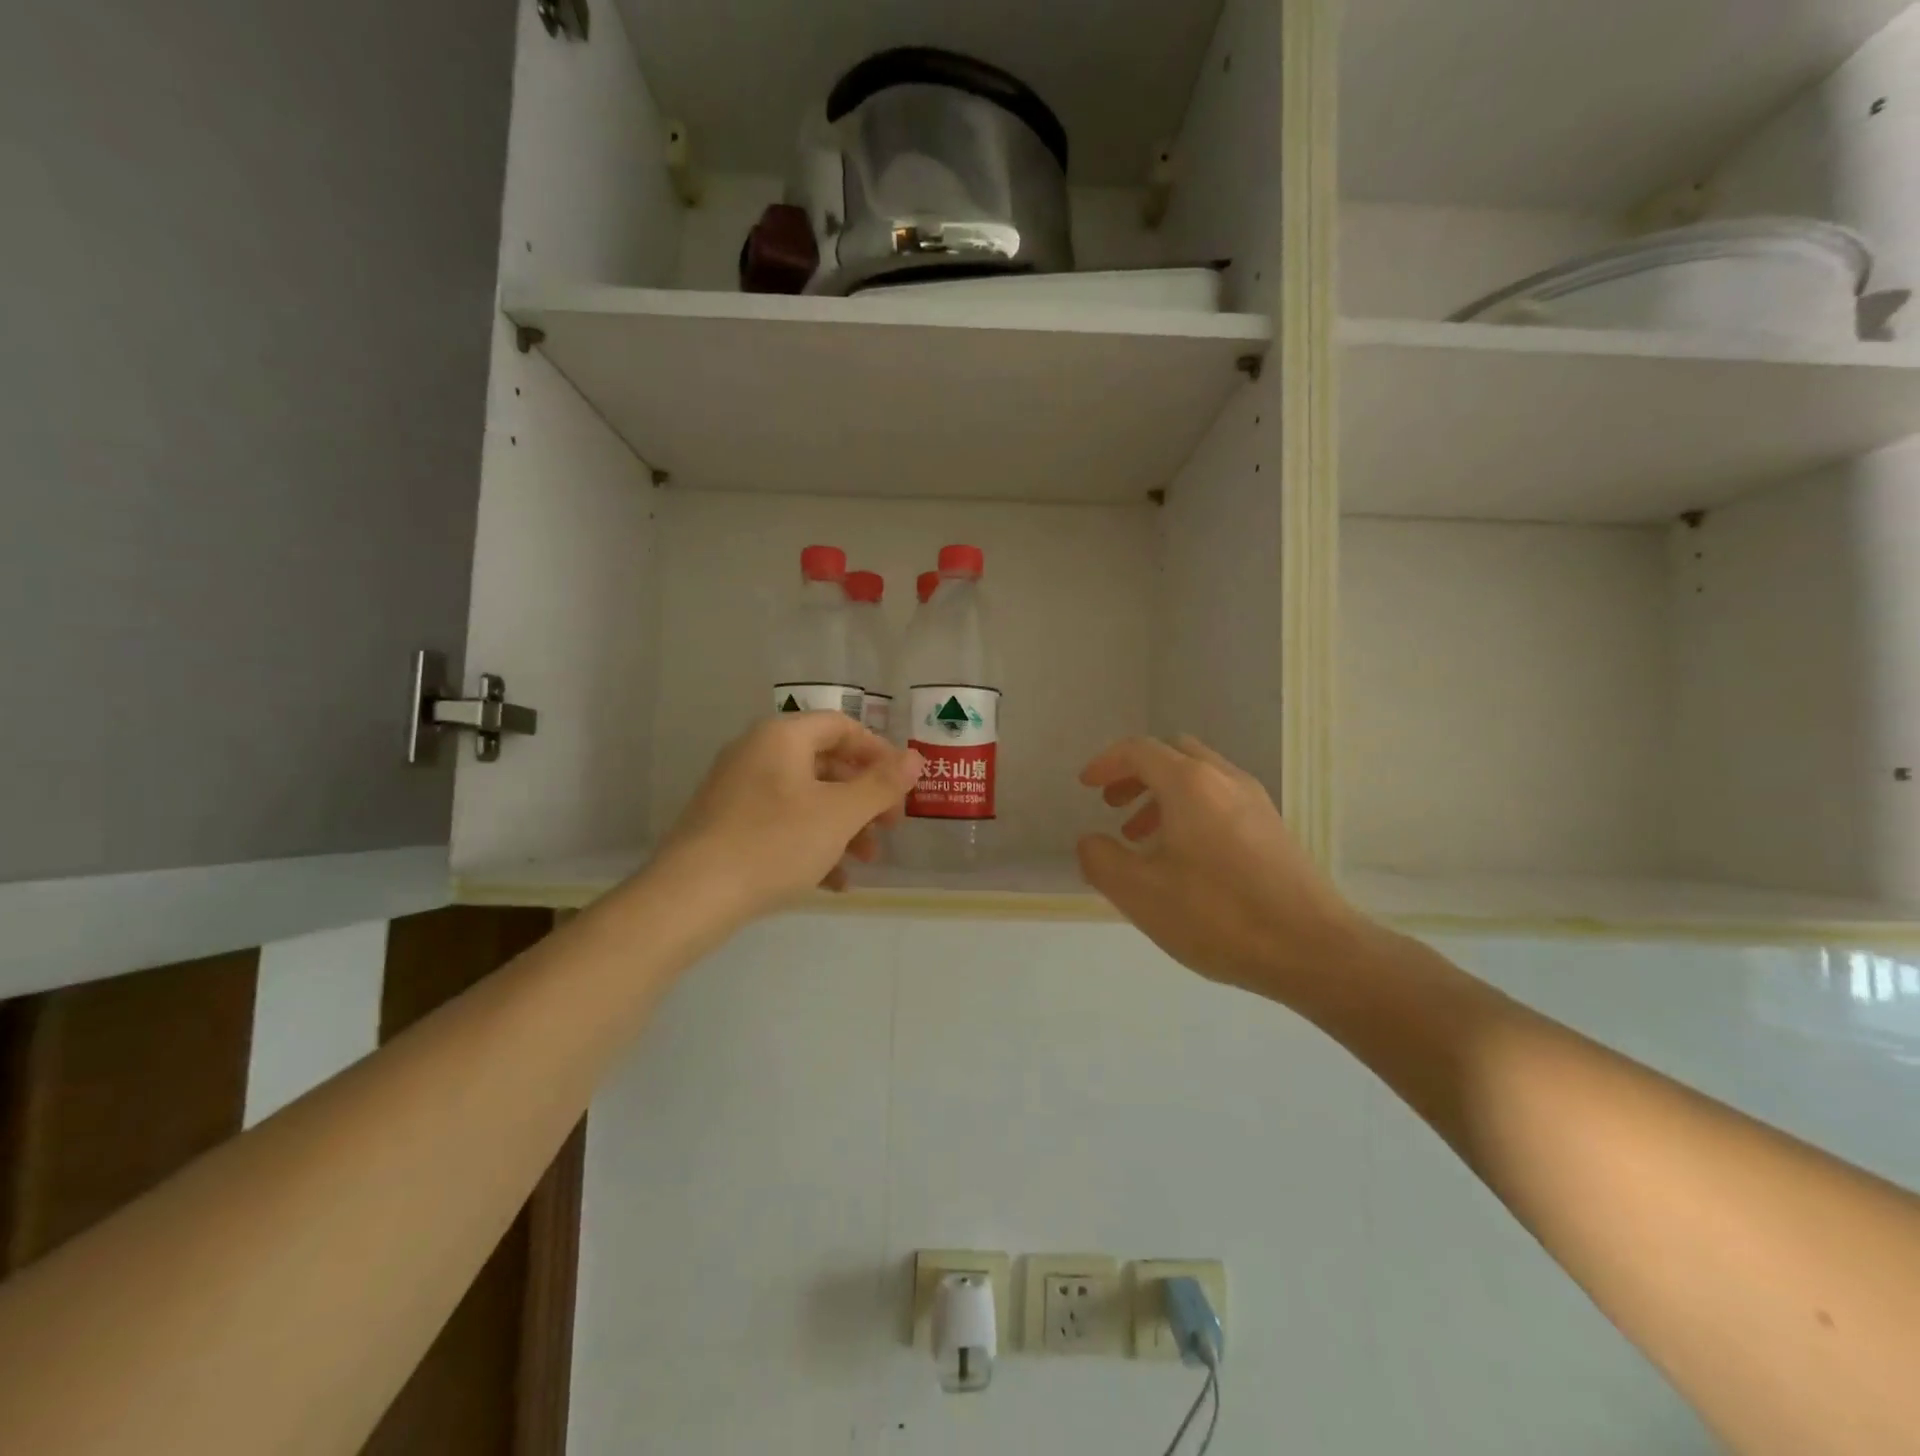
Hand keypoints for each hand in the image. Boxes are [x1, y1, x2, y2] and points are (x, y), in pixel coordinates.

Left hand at [657, 713, 923, 919]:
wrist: (691, 896)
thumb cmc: (774, 843)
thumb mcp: (839, 814)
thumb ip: (881, 784)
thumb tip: (916, 757)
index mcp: (782, 737)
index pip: (841, 726)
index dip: (879, 752)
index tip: (902, 786)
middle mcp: (757, 754)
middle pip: (826, 764)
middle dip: (864, 797)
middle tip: (890, 827)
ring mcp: (737, 790)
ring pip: (806, 799)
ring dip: (843, 826)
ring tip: (865, 861)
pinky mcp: (726, 825)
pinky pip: (781, 824)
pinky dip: (812, 845)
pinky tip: (833, 882)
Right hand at [1077, 736, 1382, 999]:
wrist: (1314, 950)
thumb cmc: (1218, 915)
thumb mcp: (1140, 893)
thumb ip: (1101, 860)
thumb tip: (1090, 841)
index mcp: (1190, 783)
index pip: (1139, 750)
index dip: (1105, 763)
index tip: (1086, 787)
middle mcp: (1225, 779)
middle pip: (1172, 754)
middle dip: (1136, 774)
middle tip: (1113, 805)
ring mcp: (1256, 802)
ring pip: (1199, 778)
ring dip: (1162, 795)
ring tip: (1142, 838)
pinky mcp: (1274, 828)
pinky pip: (1221, 800)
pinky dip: (1191, 811)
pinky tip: (1184, 859)